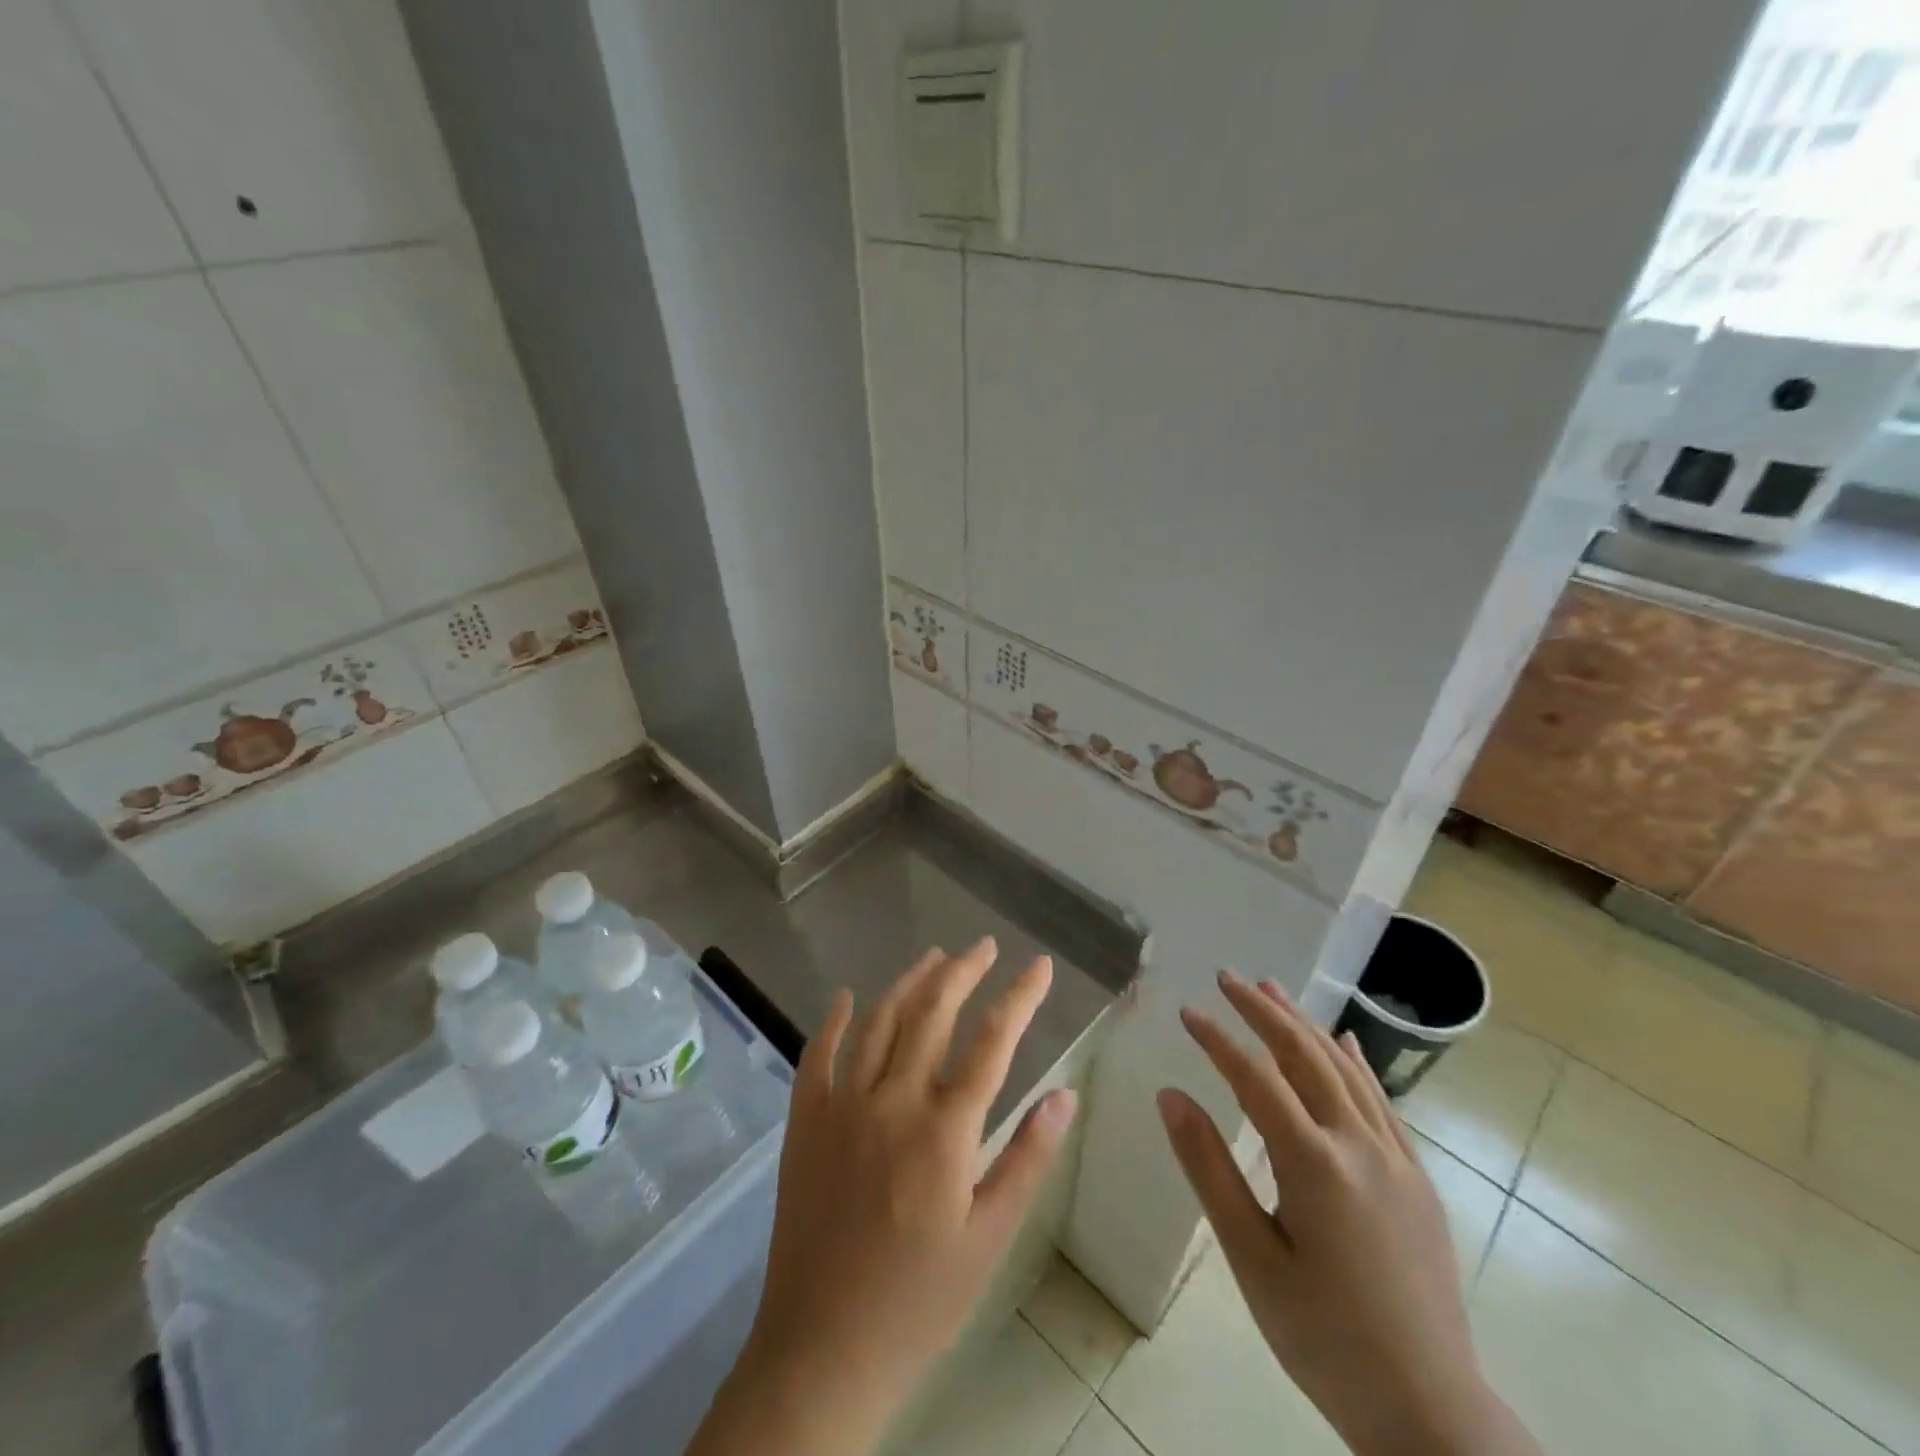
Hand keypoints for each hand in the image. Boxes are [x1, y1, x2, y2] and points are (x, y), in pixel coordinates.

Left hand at [690, 939, 1077, 1455]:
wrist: (822, 1349)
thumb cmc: (920, 1298)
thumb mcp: (990, 1237)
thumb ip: (1027, 1158)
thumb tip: (1064, 1093)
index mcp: (945, 1129)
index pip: (993, 1041)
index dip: (1020, 996)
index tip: (1039, 965)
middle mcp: (893, 1100)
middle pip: (933, 1013)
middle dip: (963, 971)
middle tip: (983, 946)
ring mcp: (843, 1105)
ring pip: (880, 1021)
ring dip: (909, 982)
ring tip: (934, 956)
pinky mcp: (805, 1121)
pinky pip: (818, 1055)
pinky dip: (834, 1020)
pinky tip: (847, 996)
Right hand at [1159, 971, 1537, 1455]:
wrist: (1431, 1412)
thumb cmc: (1325, 1337)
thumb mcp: (1251, 1259)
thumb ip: (1210, 1169)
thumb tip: (1170, 1096)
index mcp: (1315, 1164)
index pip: (1255, 1078)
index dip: (1218, 1039)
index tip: (1188, 1011)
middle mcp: (1359, 1145)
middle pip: (1304, 1055)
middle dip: (1263, 1010)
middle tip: (1228, 977)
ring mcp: (1396, 1158)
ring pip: (1344, 1069)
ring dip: (1304, 1024)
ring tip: (1272, 989)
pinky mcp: (1417, 1178)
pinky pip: (1380, 1100)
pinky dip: (1354, 1062)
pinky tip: (1343, 1042)